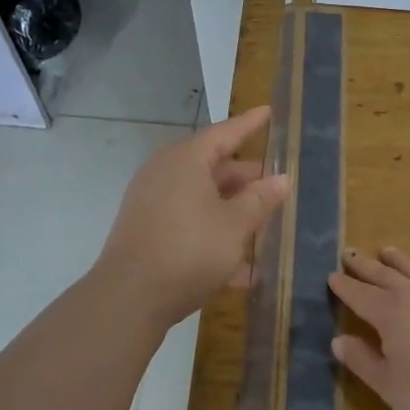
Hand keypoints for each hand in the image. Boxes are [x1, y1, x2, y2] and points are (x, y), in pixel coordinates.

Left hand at [95, 106, 290, 329]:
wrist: (128, 297)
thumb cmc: (189, 251)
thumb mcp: (235, 225)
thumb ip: (260, 200)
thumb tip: (281, 178)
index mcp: (186, 159)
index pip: (225, 132)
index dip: (250, 124)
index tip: (268, 112)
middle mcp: (165, 172)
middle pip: (212, 165)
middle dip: (245, 176)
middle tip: (274, 181)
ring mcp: (151, 201)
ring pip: (200, 196)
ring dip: (231, 208)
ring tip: (262, 223)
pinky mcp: (145, 229)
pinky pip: (187, 220)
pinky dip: (212, 231)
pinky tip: (240, 266)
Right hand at [327, 247, 409, 409]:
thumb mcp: (388, 385)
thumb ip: (362, 361)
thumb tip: (338, 340)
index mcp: (389, 314)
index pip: (360, 296)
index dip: (344, 287)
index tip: (331, 276)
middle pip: (384, 277)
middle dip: (365, 266)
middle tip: (349, 252)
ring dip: (398, 262)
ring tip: (386, 250)